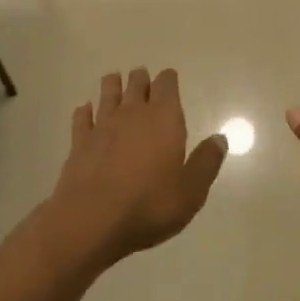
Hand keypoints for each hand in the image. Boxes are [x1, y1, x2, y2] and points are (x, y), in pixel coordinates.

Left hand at [47, 67, 225, 264]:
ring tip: (115, 82)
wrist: (92, 222)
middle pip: (137, 83)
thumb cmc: (149, 204)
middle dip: (141, 79)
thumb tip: (220, 139)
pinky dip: (85, 111)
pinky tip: (85, 111)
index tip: (170, 78)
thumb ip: (206, 162)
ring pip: (108, 93)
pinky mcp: (79, 143)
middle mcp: (133, 113)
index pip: (166, 84)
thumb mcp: (191, 190)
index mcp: (164, 118)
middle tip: (143, 79)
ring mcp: (103, 125)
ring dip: (113, 85)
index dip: (169, 79)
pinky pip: (82, 117)